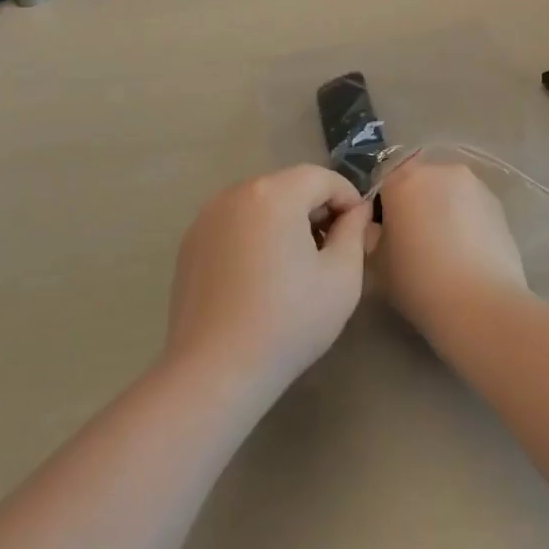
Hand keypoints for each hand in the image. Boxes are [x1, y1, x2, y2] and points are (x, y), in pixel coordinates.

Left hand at [164, 165, 373, 394]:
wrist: (215, 371)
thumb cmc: (288, 322)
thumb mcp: (342, 277)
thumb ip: (354, 232)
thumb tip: (356, 210)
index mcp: (274, 193)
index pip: (322, 178)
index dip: (348, 199)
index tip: (358, 233)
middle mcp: (237, 192)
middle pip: (289, 186)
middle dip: (315, 209)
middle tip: (331, 251)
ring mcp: (207, 216)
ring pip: (261, 203)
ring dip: (285, 221)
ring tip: (296, 266)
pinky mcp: (191, 242)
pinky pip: (235, 223)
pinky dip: (255, 235)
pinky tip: (261, 277)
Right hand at [375, 159, 526, 341]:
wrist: (481, 304)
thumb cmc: (419, 281)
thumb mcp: (377, 262)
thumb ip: (372, 234)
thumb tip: (378, 226)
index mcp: (403, 179)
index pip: (384, 178)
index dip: (382, 203)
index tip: (385, 230)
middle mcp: (439, 170)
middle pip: (419, 179)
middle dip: (415, 201)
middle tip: (414, 238)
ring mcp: (473, 184)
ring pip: (448, 190)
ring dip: (442, 207)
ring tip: (445, 246)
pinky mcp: (497, 203)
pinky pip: (471, 204)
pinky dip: (466, 218)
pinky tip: (468, 250)